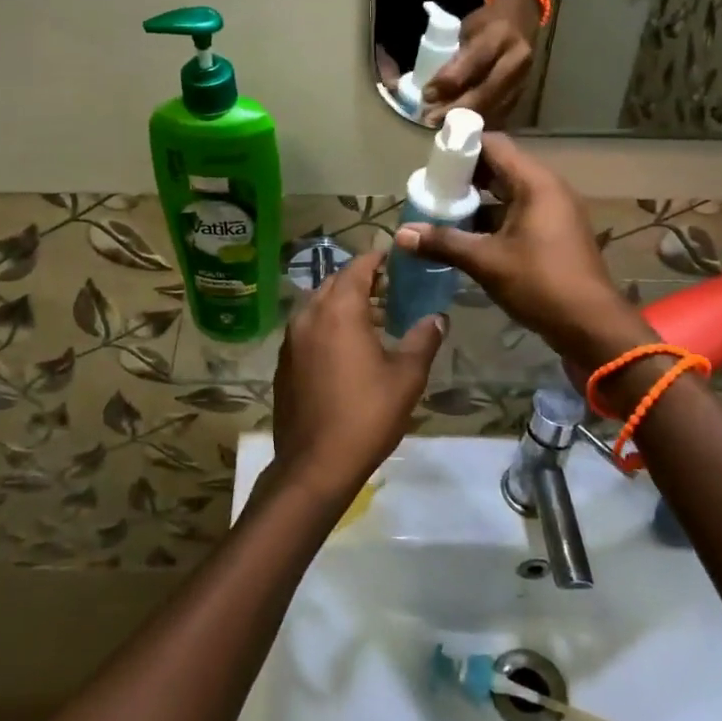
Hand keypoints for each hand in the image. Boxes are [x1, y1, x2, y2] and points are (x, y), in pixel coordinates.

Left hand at [269, 252, 444, 505]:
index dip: (376, 258)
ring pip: (318, 305)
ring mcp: (291, 339)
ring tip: (372, 318)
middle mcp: (309, 315)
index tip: (394, 257)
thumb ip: (422, 340)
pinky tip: (346, 348)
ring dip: (343, 303)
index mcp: (339, 311)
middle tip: (388, 288)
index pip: (357, 268)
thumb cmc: (367, 415)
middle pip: (334, 282)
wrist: (315, 463)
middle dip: (360, 280)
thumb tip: (437, 318)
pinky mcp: (284, 362)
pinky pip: (307, 328)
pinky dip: (326, 324)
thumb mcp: (406, 377)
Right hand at [394, 133, 654, 370]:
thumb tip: (401, 234)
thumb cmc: (540, 283)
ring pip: (508, 192)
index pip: (494, 144)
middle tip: (432, 190)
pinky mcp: (555, 233)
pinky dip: (493, 218)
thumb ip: (443, 243)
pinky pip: (518, 212)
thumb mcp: (486, 261)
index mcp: (536, 183)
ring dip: (477, 200)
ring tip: (443, 213)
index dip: (462, 147)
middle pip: (500, 166)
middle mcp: (548, 189)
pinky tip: (467, 237)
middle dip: (465, 176)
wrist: (591, 326)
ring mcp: (555, 211)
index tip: (433, 162)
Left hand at [422, 0, 540, 126]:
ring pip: (493, 107)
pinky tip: (460, 126)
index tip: (426, 95)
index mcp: (500, 36)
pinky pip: (500, 113)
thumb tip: (433, 92)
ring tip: (441, 126)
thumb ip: (455, 59)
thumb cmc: (488, 23)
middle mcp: (517, 59)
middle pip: (485, 92)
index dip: (448, 82)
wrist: (522, 19)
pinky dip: (479, 121)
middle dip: (456, 109)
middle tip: (431, 120)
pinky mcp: (524, 93)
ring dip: (465, 120)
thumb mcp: (467, 30)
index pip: (472, 63)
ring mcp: (524, 78)